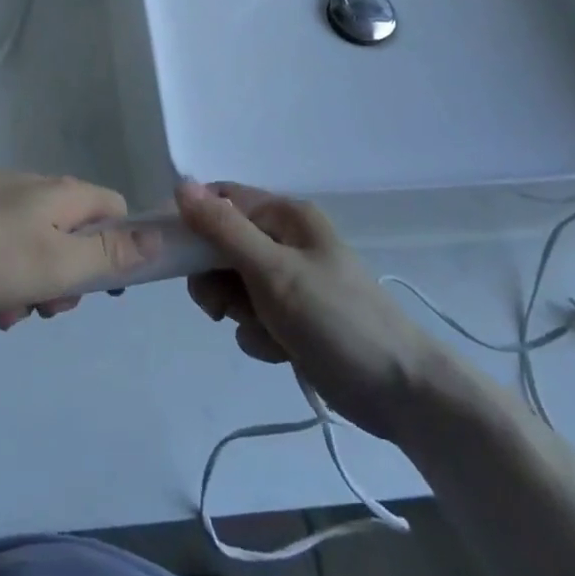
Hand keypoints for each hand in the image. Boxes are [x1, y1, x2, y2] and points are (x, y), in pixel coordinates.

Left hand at [0, 166, 147, 328]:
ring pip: (32, 254)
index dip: (119, 252)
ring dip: (24, 292)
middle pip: (73, 240)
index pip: (117, 214)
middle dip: (61, 284)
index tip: (102, 290)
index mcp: (68, 197)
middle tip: (41, 310)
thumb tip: (160, 237)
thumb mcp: (59, 262)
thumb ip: (111, 255)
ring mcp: (1, 202)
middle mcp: (39, 192)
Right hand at [178, 181, 450, 440]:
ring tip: (265, 330)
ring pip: (231, 284)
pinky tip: (281, 349)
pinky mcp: (293, 317)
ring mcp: (290, 280)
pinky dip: (257, 333)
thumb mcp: (272, 271)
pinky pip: (251, 316)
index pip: (220, 200)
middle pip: (220, 245)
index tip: (174, 254)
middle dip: (215, 278)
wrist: (401, 391)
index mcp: (284, 216)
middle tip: (221, 305)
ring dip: (237, 311)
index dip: (192, 222)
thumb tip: (179, 184)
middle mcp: (285, 240)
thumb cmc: (336, 319)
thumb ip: (223, 229)